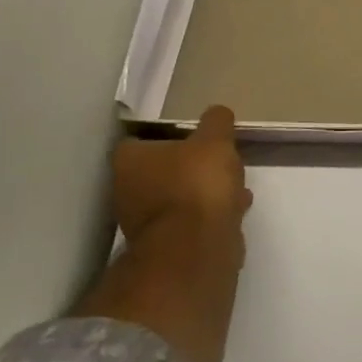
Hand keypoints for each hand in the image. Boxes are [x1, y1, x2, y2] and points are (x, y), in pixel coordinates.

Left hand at [110, 104, 252, 251]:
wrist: (196, 248)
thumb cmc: (196, 184)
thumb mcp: (215, 141)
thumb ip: (216, 122)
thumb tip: (217, 113)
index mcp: (129, 161)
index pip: (140, 140)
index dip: (168, 136)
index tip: (194, 135)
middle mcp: (126, 191)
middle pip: (158, 171)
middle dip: (187, 167)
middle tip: (216, 160)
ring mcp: (144, 223)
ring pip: (176, 197)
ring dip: (201, 192)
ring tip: (234, 186)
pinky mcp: (166, 246)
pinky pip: (189, 221)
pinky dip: (208, 214)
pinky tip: (233, 209)